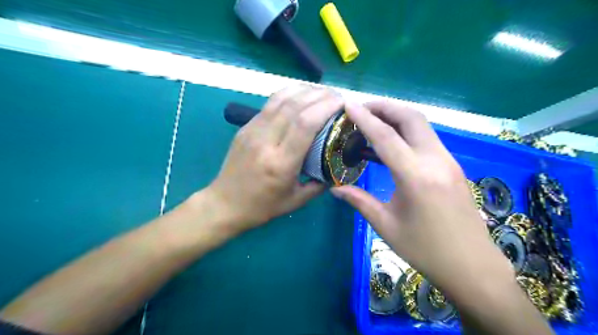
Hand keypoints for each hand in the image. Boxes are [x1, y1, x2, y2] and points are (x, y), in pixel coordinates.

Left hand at [207, 86, 343, 231]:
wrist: (224, 204)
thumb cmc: (262, 206)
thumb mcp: (296, 201)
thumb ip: (321, 184)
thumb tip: (336, 167)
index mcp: (280, 163)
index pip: (305, 124)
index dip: (326, 107)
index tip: (343, 103)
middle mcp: (265, 141)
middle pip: (295, 106)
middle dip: (320, 95)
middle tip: (337, 96)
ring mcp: (252, 131)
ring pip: (280, 98)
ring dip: (305, 90)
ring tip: (322, 92)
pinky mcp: (245, 127)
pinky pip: (270, 103)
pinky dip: (289, 94)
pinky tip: (301, 96)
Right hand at [331, 100, 513, 298]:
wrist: (472, 266)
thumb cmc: (425, 249)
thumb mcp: (386, 225)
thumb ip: (359, 201)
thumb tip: (334, 189)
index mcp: (416, 176)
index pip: (385, 136)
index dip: (364, 118)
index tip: (348, 105)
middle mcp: (435, 160)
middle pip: (410, 117)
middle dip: (384, 107)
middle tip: (361, 109)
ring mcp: (448, 161)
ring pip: (422, 124)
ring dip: (396, 116)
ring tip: (373, 121)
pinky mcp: (452, 166)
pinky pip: (427, 138)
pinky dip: (407, 130)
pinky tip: (392, 142)